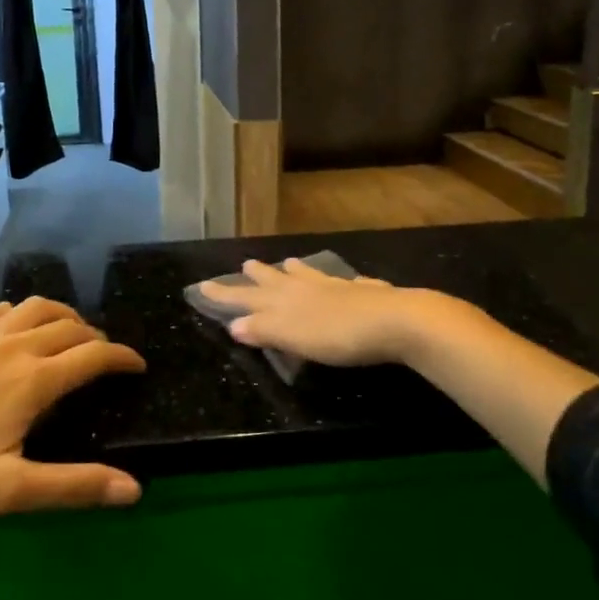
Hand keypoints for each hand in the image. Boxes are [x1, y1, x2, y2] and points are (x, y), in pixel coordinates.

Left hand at [0, 297, 145, 526]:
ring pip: (36, 308)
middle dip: (97, 338)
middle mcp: (13, 347)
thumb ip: (74, 485)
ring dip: (64, 316)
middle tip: (106, 360)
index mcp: (33, 380)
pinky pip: (0, 311)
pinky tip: (18, 328)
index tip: (138, 367)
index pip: (93, 355)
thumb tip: (134, 489)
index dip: (123, 358)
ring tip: (72, 335)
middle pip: (70, 326)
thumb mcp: (9, 491)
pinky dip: (23, 313)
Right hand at [197, 258, 436, 367]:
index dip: (225, 295)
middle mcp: (307, 289)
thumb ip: (264, 330)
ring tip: (288, 262)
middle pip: (276, 281)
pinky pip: (345, 283)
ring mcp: (338, 288)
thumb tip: (234, 325)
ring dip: (296, 271)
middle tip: (246, 264)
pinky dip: (337, 281)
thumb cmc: (338, 335)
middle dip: (258, 276)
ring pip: (310, 276)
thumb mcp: (293, 337)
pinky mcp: (366, 293)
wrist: (395, 321)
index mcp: (286, 302)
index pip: (247, 298)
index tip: (203, 286)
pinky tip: (348, 281)